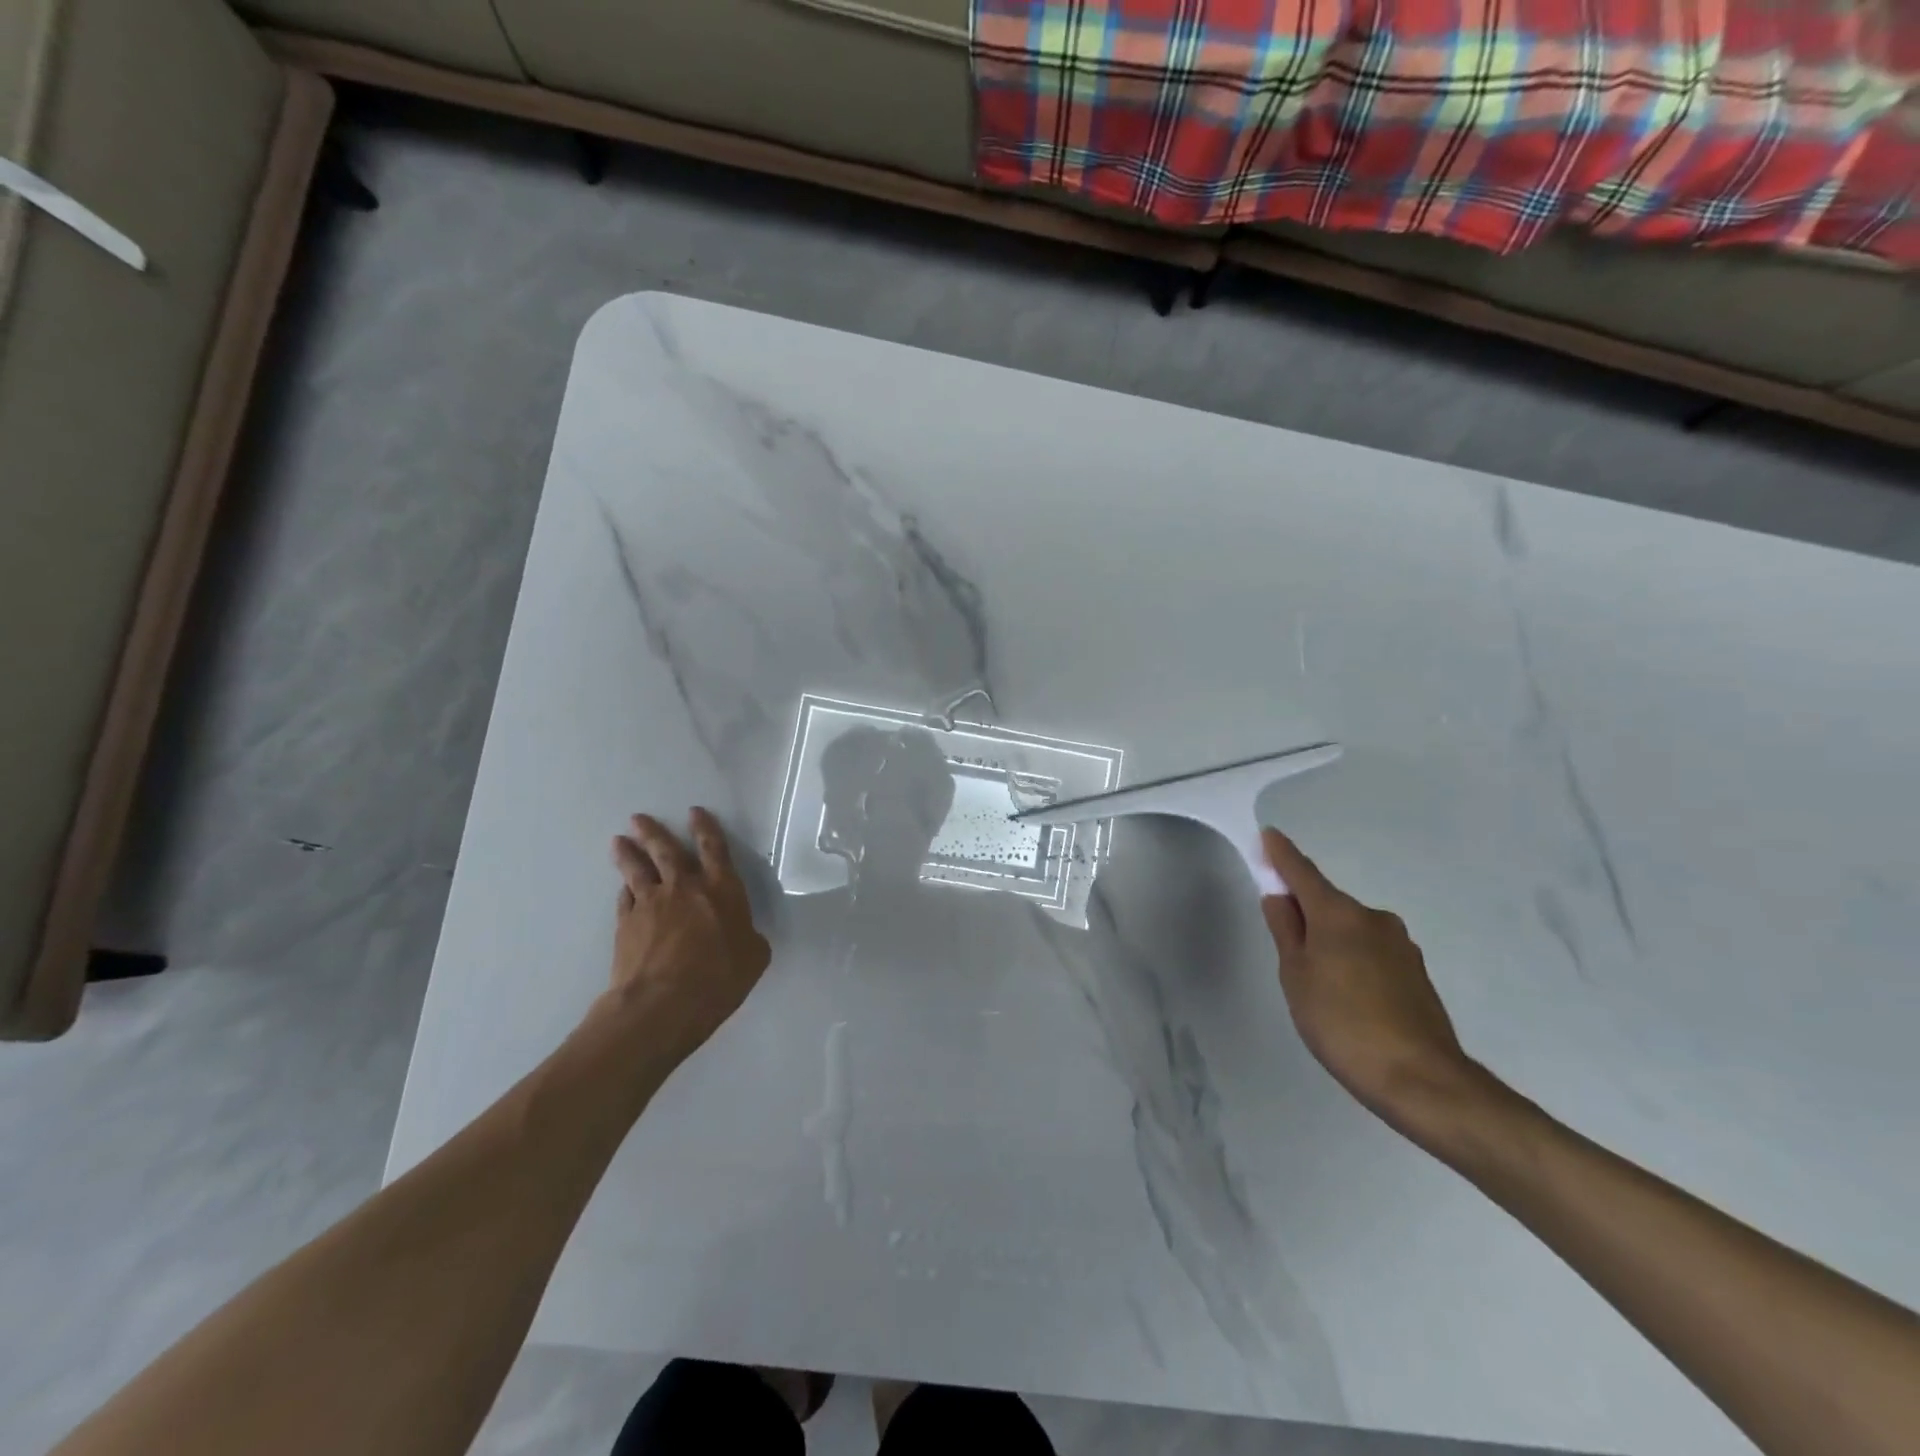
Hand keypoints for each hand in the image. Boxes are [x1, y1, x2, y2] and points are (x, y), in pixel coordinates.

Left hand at [600, 809, 771, 1065]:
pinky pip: (625, 898)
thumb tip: (744, 935)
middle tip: (639, 818)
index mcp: (722, 890)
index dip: (705, 828)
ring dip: (629, 853)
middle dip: (654, 832)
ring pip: (637, 870)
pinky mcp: (626, 924)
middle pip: (667, 851)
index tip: (694, 812)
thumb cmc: (719, 977)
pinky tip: (622, 888)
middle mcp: (685, 888)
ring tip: (618, 840)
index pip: (714, 849)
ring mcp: (651, 904)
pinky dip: (624, 889)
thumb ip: (750, 938)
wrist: (662, 1003)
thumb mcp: (754, 957)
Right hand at [1260, 829, 1482, 1134]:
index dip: (1282, 855)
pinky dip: (1352, 960)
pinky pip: (1371, 952)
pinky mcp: (1416, 974)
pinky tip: (1347, 997)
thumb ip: (1286, 931)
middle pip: (1328, 903)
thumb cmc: (1342, 1023)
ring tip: (1317, 983)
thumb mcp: (1296, 976)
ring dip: (1330, 940)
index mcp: (1339, 914)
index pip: (1303, 873)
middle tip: (1284, 943)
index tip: (1268, 836)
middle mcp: (1373, 919)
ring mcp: (1400, 946)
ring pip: (1351, 930)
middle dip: (1305, 911)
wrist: (1421, 1080)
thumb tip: (1279, 897)